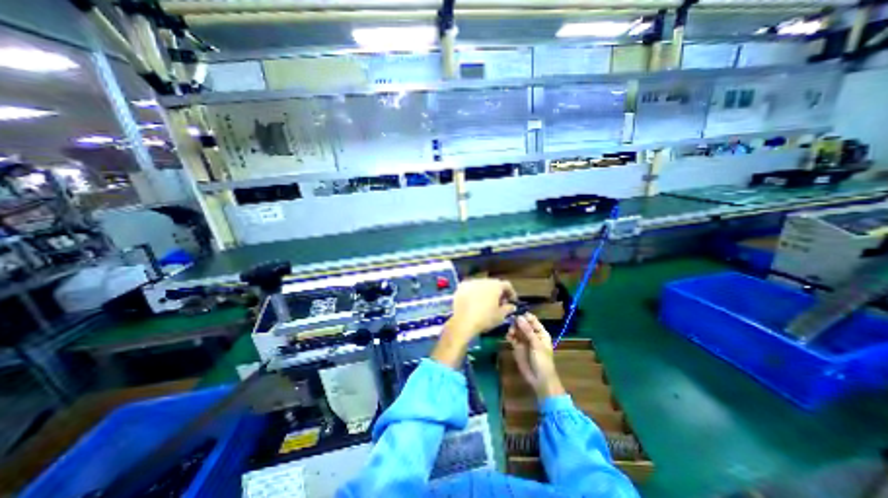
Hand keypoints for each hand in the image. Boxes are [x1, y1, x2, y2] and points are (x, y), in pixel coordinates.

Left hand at [433, 279, 516, 367]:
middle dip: (497, 292)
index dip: (511, 293)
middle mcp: (484, 280)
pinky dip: (474, 293)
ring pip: (481, 285)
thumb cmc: (485, 319)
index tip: (511, 301)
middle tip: (499, 303)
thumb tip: (511, 306)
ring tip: (485, 303)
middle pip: (493, 284)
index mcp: (495, 285)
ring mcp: (471, 282)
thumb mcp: (500, 316)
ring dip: (485, 292)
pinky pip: (471, 288)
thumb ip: (508, 308)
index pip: (507, 285)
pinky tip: (473, 302)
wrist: (463, 322)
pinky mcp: (461, 287)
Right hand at [506, 315, 560, 400]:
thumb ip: (527, 330)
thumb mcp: (536, 344)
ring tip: (510, 333)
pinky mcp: (516, 346)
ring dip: (512, 329)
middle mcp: (531, 334)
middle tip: (511, 323)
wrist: (539, 379)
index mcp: (540, 332)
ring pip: (516, 330)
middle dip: (516, 322)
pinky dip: (509, 336)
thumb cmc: (542, 361)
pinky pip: (512, 337)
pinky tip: (508, 337)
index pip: (532, 320)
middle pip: (522, 323)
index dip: (525, 316)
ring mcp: (524, 340)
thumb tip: (519, 317)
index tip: (516, 313)